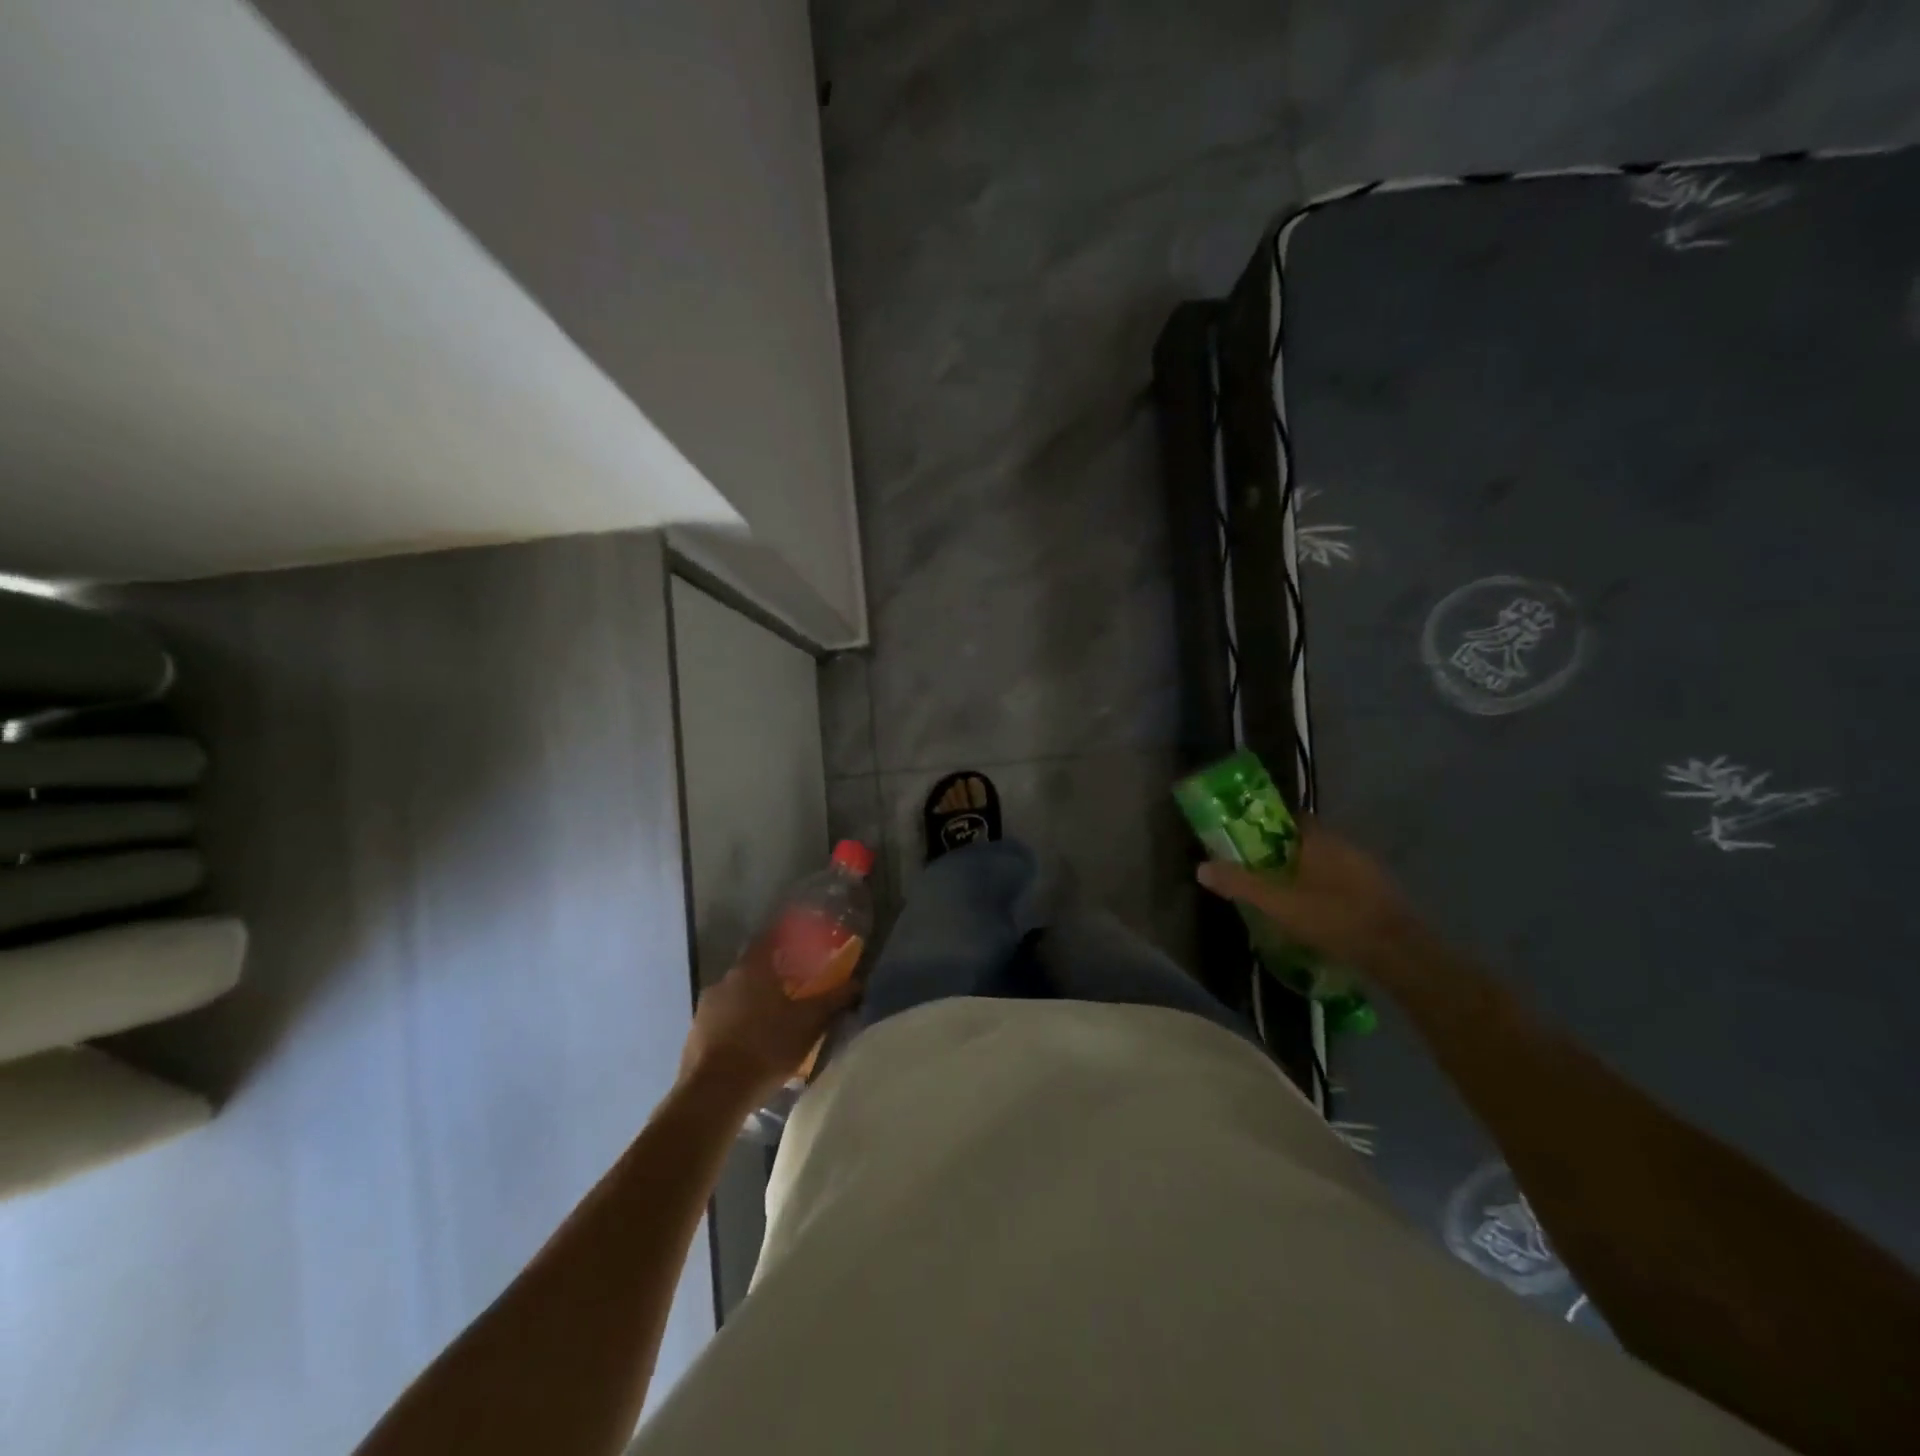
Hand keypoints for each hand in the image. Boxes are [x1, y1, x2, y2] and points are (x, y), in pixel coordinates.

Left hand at [679, 937, 858, 1106]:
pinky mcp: (695, 1033)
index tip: (803, 944)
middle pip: (753, 966)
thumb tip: (857, 984)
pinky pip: (723, 1017)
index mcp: (752, 968)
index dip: (787, 938)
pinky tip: (752, 1041)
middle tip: (795, 986)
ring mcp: (706, 1007)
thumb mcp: (809, 1024)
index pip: (770, 938)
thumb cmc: (766, 1047)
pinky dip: (738, 1021)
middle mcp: (725, 979)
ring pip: (737, 993)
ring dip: (754, 999)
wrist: (714, 1093)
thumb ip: (833, 1000)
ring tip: (775, 1017)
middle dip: (774, 973)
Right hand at [1196, 819, 1420, 974]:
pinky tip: (1315, 914)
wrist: (1399, 953)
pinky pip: (1342, 882)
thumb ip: (1240, 884)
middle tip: (1258, 872)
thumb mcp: (1278, 903)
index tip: (1246, 840)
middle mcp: (1344, 845)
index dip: (1266, 825)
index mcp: (1319, 839)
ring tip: (1282, 897)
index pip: (1289, 818)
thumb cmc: (1334, 917)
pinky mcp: (1378, 893)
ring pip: (1326, 863)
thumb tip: (1201, 867)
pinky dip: (1326, 891)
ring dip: (1305, 874)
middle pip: (1306, 841)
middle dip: (1283, 853)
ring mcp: (1366, 869)